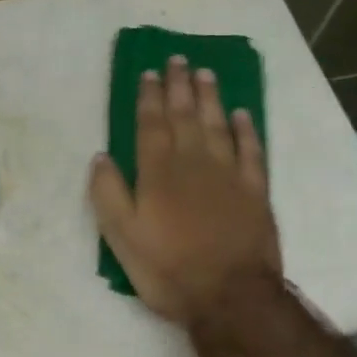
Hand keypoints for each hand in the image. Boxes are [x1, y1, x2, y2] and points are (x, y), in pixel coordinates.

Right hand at [89, 56, 281, 325]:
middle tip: (177, 60)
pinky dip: (246, 130)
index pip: (151, 124)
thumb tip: (101, 157)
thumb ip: (109, 194)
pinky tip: (242, 114)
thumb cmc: (168, 269)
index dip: (149, 97)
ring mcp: (229, 174)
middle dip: (179, 86)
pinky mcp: (255, 191)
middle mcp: (194, 163)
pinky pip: (251, 150)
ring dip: (210, 98)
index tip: (149, 73)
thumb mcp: (122, 238)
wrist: (230, 296)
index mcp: (158, 173)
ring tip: (205, 73)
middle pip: (185, 116)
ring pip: (218, 125)